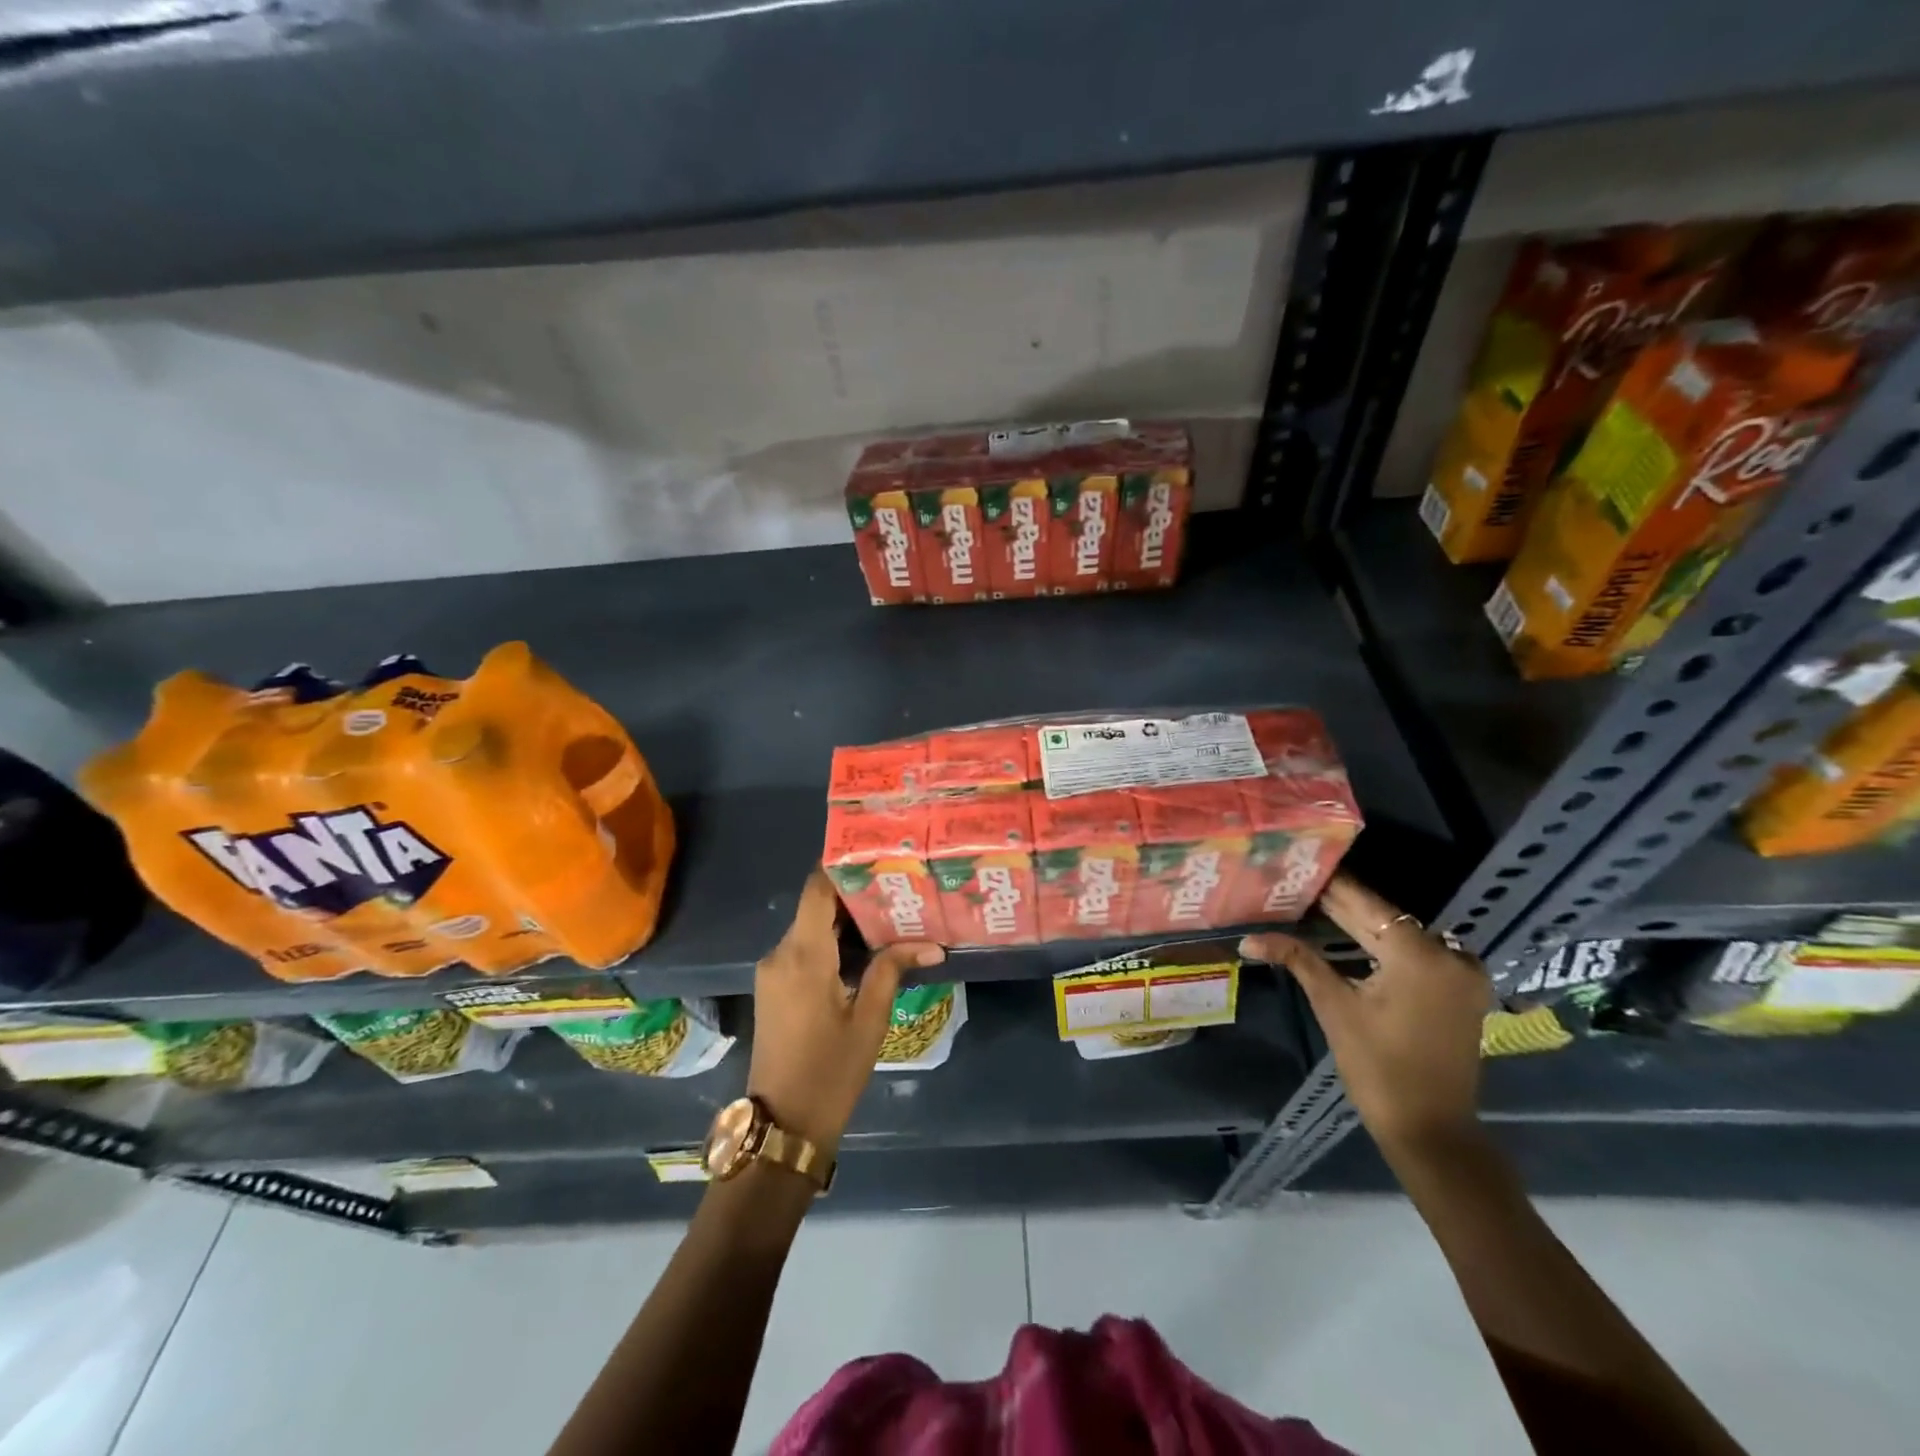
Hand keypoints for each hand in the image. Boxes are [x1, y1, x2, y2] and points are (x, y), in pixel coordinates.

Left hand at [749, 871, 944, 1155]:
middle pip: (815, 906)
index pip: (816, 889)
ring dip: (845, 920)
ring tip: (890, 912)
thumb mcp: (870, 1020)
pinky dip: (831, 941)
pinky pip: (803, 949)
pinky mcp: (774, 988)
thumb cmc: (830, 1072)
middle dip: (854, 894)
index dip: (841, 867)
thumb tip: (932, 944)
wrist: (782, 1125)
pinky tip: (865, 948)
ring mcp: (773, 971)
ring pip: (810, 927)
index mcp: (803, 955)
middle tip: (897, 884)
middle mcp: (781, 954)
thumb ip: (893, 969)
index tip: (876, 854)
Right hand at [1240, 872, 1491, 1157]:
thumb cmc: (1377, 1068)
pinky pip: (1418, 952)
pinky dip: (1385, 945)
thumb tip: (1249, 938)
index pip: (1366, 905)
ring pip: (1401, 934)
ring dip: (1361, 924)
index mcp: (1419, 955)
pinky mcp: (1463, 989)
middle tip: (1299, 886)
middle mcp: (1450, 955)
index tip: (1300, 866)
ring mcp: (1463, 973)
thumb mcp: (1334, 1006)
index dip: (1331, 886)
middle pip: (1385, 919)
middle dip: (1341, 906)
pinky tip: (1351, 935)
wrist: (1431, 1129)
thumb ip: (1298, 960)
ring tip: (1315, 905)